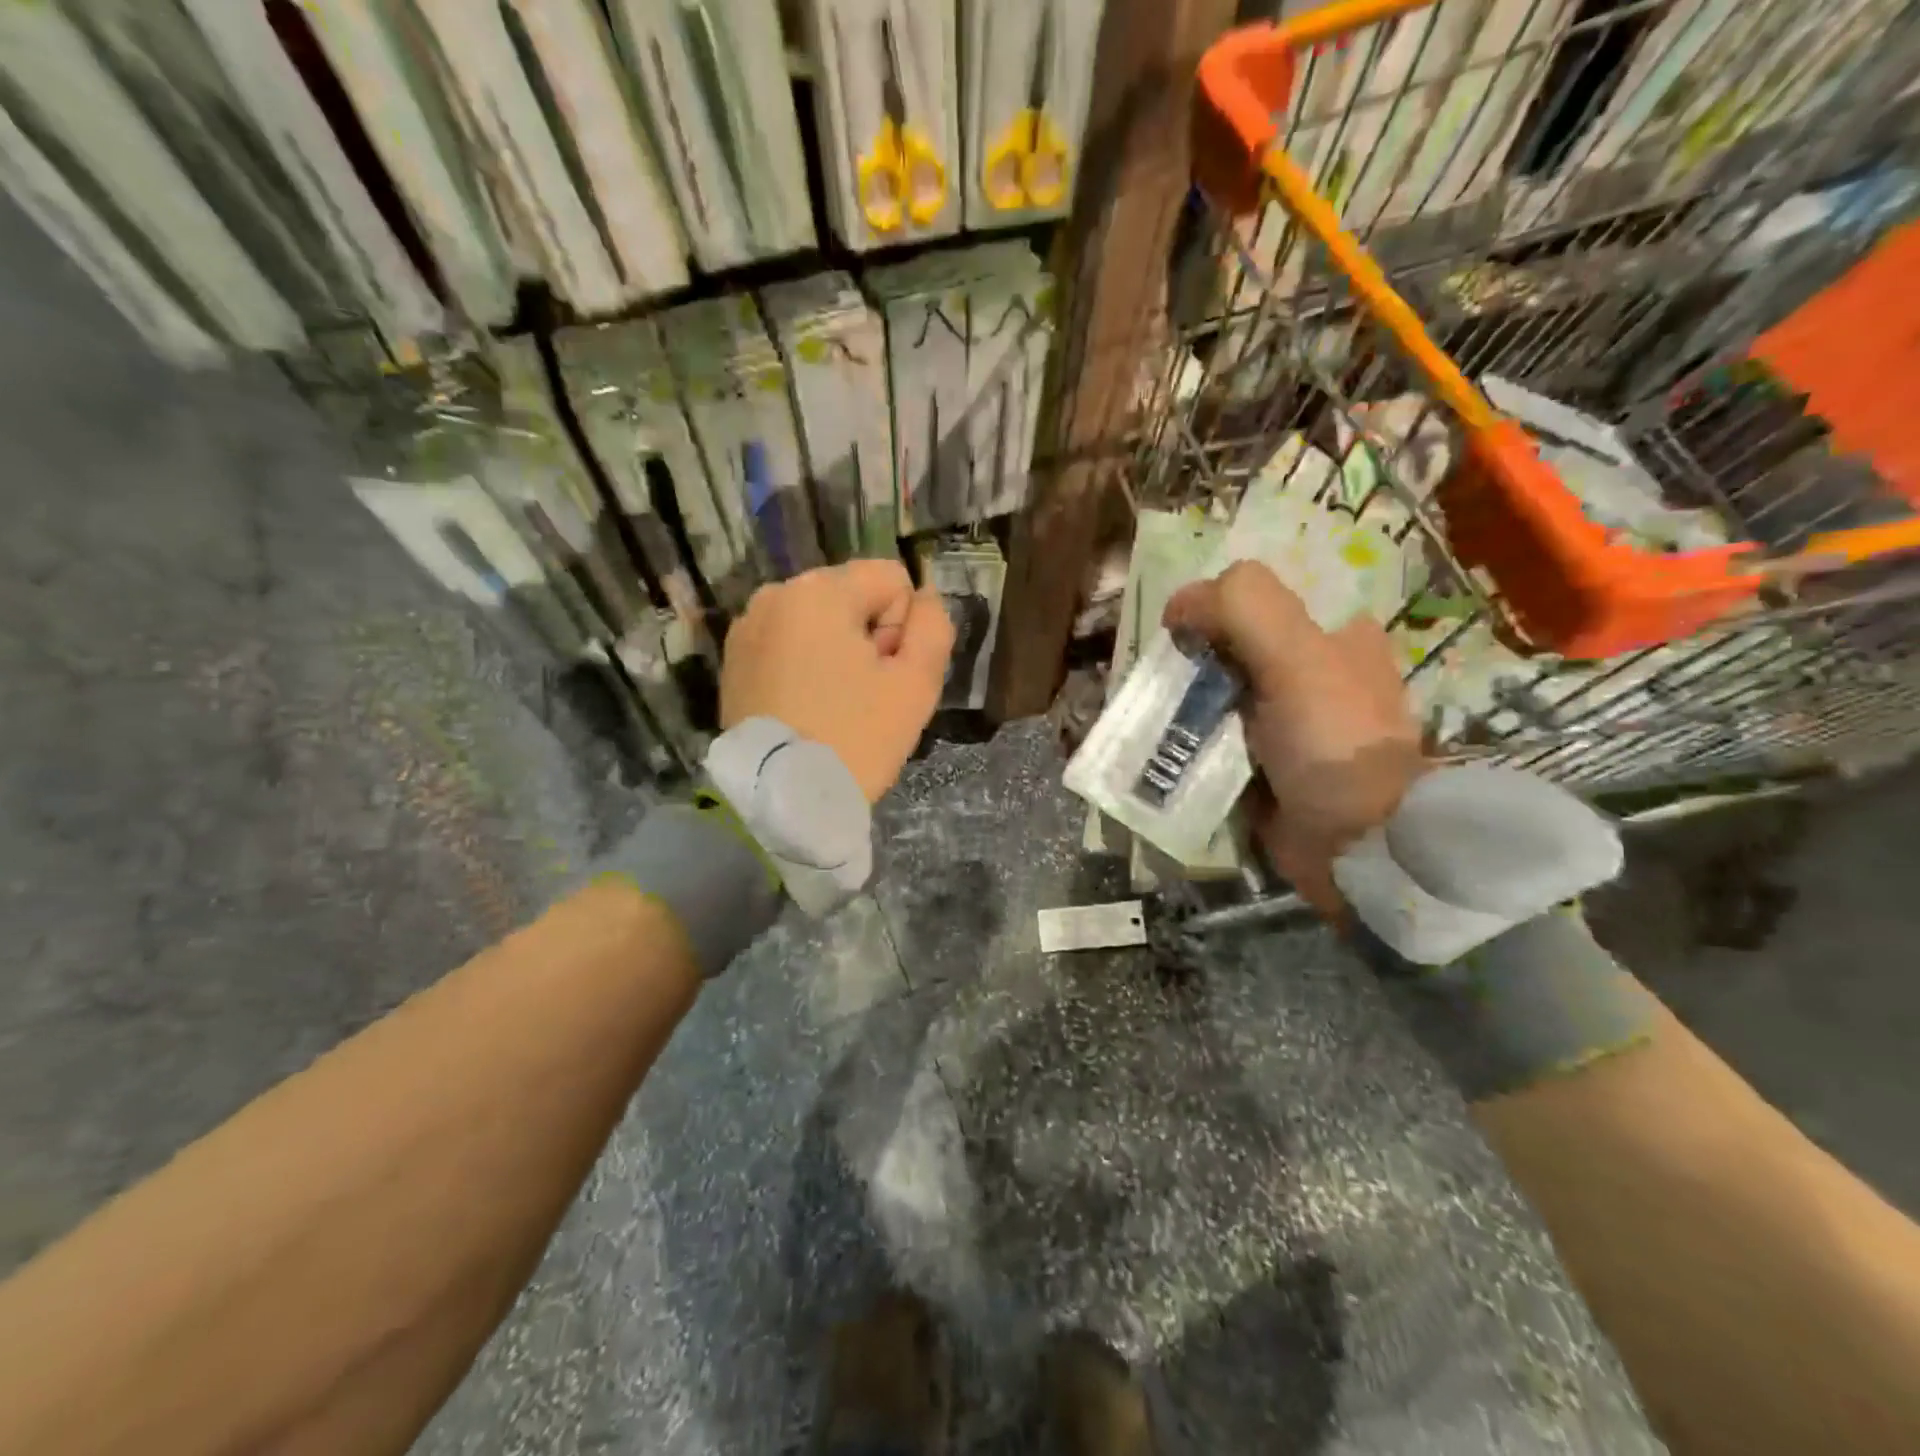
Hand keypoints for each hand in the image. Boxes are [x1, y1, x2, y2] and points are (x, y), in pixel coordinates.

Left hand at [722, 561, 954, 802]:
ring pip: (820, 621)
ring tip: (834, 704)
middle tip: (865, 695)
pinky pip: (789, 644)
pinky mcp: (733, 659)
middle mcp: (777, 594)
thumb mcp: (917, 683)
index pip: (891, 580)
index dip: (902, 627)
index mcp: (820, 590)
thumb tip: (926, 597)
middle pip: (852, 596)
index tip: (886, 674)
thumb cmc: (855, 737)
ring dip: (838, 650)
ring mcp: (748, 626)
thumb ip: (934, 627)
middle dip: (868, 636)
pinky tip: (806, 707)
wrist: (781, 798)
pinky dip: (805, 665)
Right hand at [1164, 561, 1423, 914]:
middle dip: (1190, 659)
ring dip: (1180, 703)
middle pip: (1230, 648)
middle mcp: (1308, 675)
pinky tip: (1161, 745)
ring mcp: (1283, 724)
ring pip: (1215, 694)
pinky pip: (1212, 740)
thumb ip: (1242, 607)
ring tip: (1151, 715)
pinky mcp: (1261, 766)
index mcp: (1331, 636)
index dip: (1212, 608)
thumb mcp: (1296, 656)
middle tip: (1162, 681)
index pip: (1257, 601)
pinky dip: (1185, 741)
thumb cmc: (1332, 740)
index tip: (1181, 636)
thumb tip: (1177, 607)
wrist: (1356, 844)